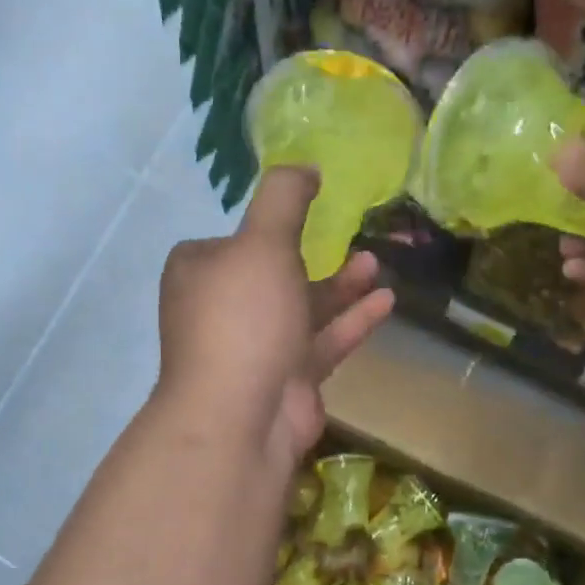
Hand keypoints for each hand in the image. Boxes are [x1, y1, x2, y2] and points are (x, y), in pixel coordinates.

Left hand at [156, 167, 394, 467]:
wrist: (240, 416)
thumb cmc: (244, 317)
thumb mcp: (262, 242)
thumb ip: (284, 199)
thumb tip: (303, 167)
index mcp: (199, 273)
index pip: (231, 242)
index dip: (265, 229)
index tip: (303, 214)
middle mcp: (222, 309)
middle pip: (272, 275)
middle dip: (313, 256)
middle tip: (349, 238)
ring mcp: (255, 348)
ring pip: (301, 309)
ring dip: (339, 287)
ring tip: (375, 263)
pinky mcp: (286, 379)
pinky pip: (322, 342)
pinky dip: (351, 322)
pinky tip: (385, 302)